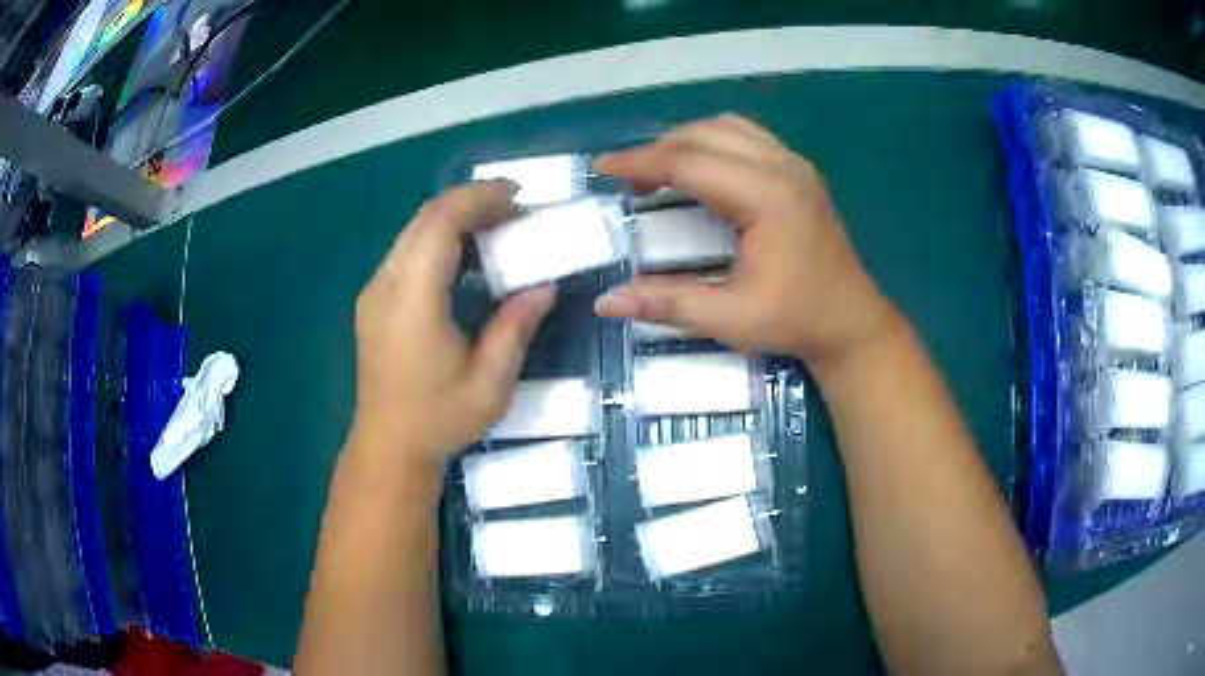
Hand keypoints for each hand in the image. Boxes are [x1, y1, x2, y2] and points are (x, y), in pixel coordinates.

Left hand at [351, 181, 555, 465]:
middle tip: (514, 210)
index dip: (477, 199)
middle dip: (470, 203)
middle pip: (424, 219)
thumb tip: (543, 286)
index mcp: (413, 300)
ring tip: (496, 227)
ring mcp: (374, 292)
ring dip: (454, 220)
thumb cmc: (439, 419)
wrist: (388, 447)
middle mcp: (386, 285)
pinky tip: (465, 256)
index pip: (439, 224)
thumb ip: (515, 327)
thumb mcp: (490, 382)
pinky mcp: (373, 302)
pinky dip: (438, 240)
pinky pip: (406, 252)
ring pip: (413, 232)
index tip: (516, 195)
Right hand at [594, 115, 899, 368]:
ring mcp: (794, 164)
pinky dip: (713, 143)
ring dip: (686, 141)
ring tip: (659, 170)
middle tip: (628, 179)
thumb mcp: (730, 317)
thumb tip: (606, 303)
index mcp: (767, 197)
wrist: (851, 321)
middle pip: (705, 135)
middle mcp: (782, 167)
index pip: (690, 162)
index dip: (641, 163)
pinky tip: (700, 168)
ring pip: (726, 128)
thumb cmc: (796, 320)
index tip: (604, 168)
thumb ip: (666, 303)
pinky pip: (746, 136)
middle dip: (658, 150)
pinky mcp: (799, 171)